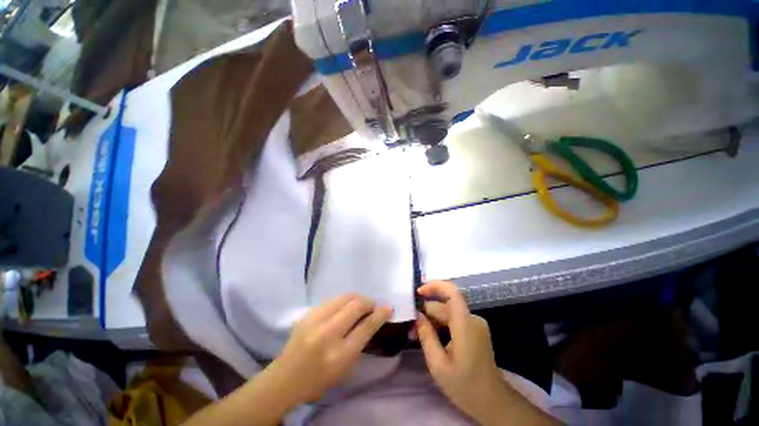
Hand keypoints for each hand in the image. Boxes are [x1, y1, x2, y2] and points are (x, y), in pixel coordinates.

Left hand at [267, 294, 392, 404]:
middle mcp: (327, 334)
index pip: (366, 326)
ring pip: (344, 297)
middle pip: (356, 305)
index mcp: (339, 354)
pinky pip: (332, 299)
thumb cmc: (319, 380)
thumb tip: (373, 319)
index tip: (388, 307)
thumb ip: (360, 342)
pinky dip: (343, 301)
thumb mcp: (345, 368)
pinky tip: (344, 307)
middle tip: (372, 306)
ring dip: (357, 299)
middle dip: (369, 302)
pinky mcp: (307, 313)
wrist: (284, 378)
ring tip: (360, 305)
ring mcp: (315, 320)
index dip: (380, 314)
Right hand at [417, 281, 554, 425]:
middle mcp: (472, 319)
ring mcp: (475, 324)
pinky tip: (430, 335)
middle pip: (445, 305)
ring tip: (417, 334)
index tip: (418, 292)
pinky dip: (440, 324)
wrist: (493, 402)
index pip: (452, 292)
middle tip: (411, 327)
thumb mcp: (438, 365)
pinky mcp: (474, 330)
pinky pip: (454, 319)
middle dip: (426, 312)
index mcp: (465, 325)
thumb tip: (417, 315)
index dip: (435, 286)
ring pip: (448, 313)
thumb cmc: (465, 387)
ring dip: (432, 319)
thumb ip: (426, 336)